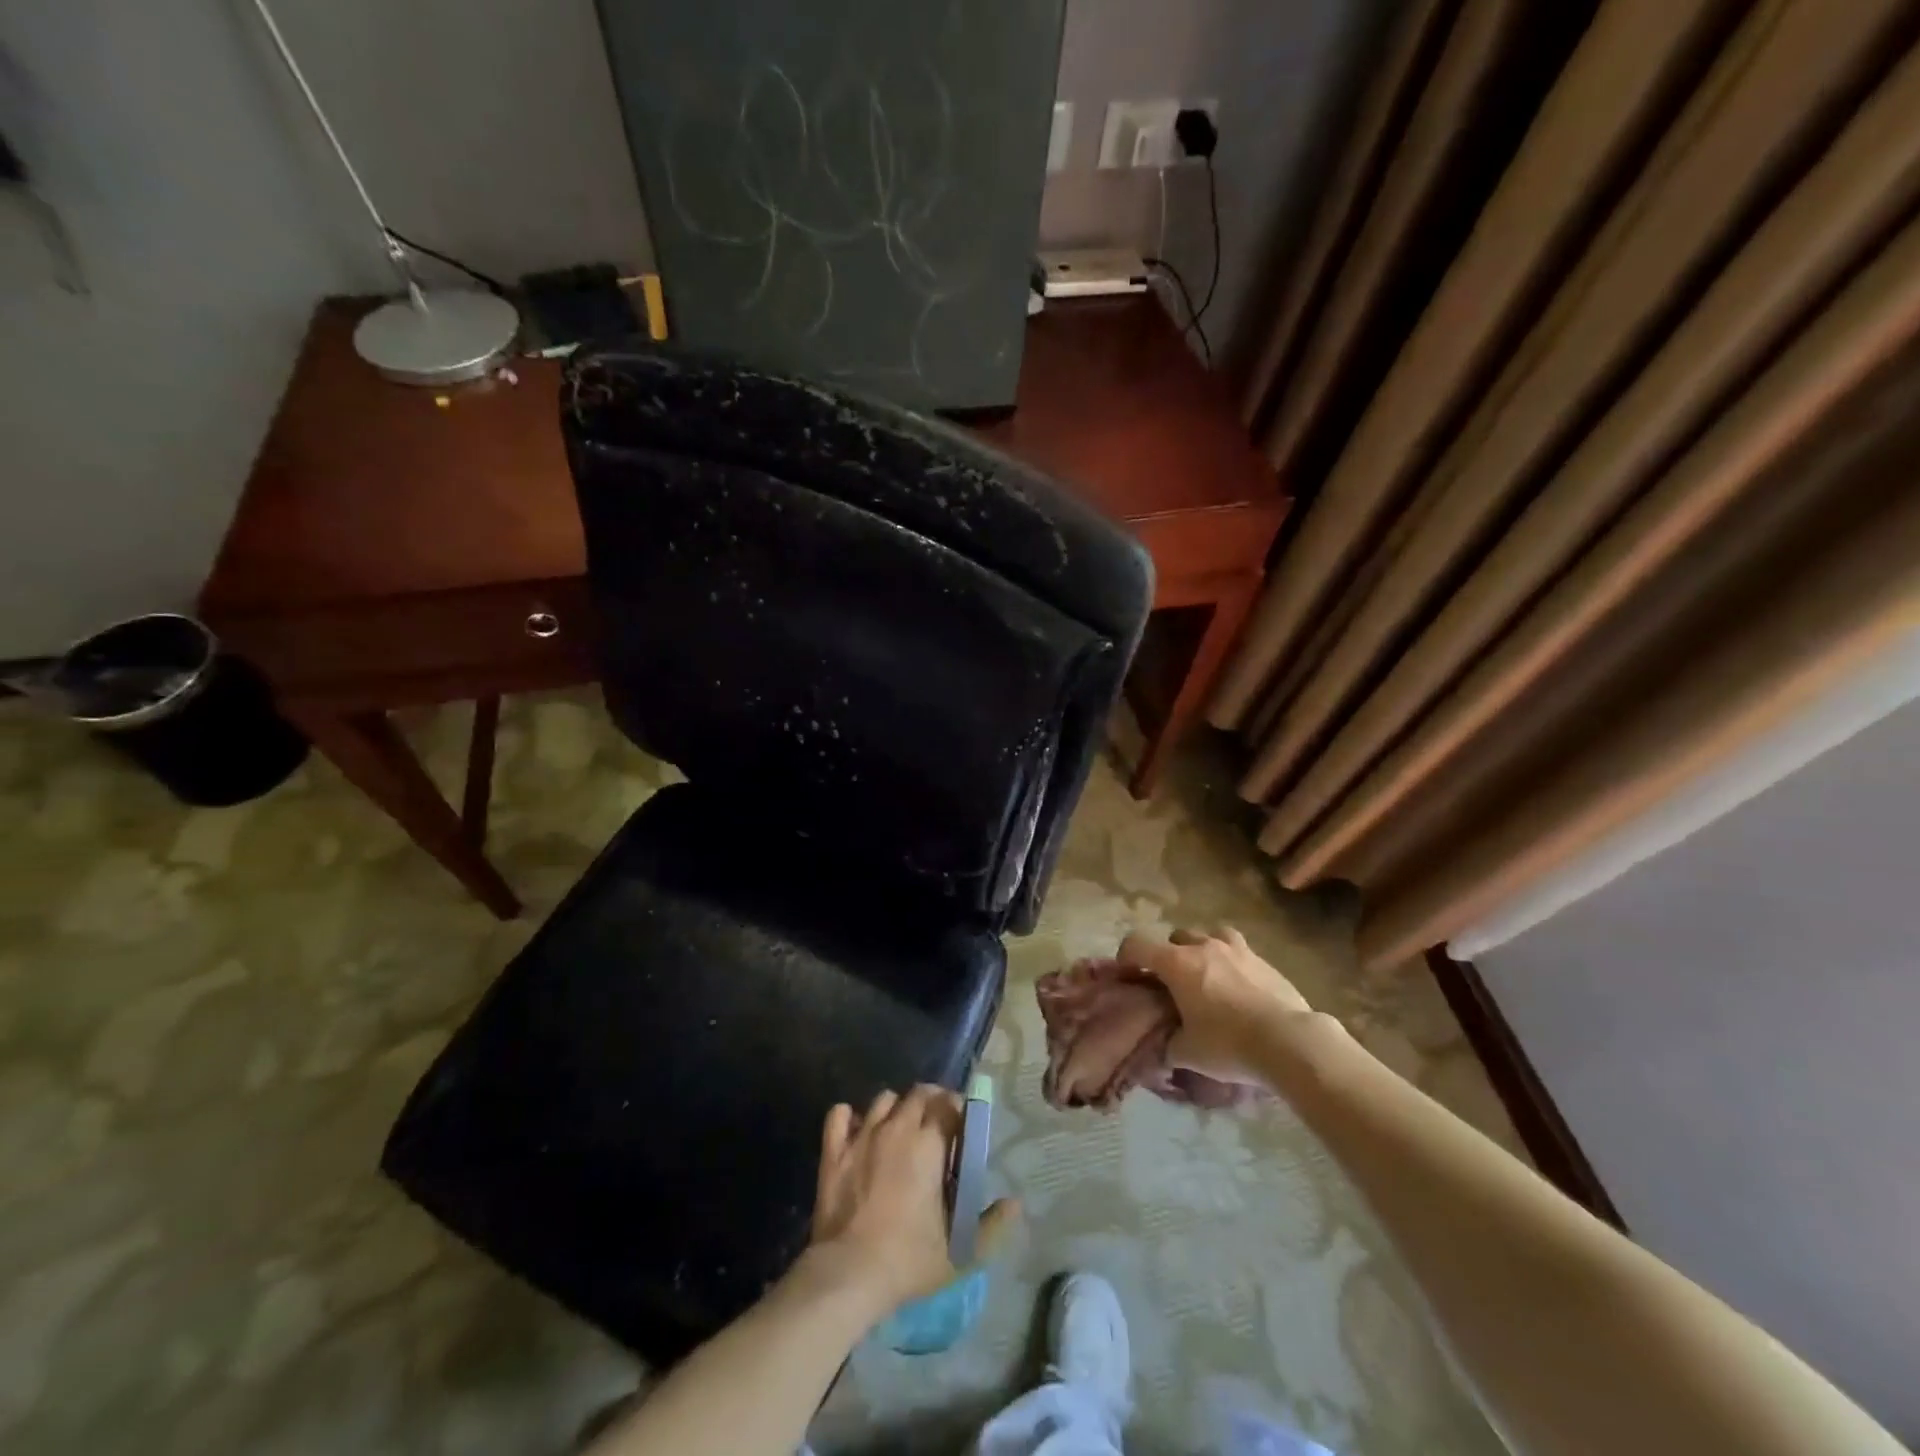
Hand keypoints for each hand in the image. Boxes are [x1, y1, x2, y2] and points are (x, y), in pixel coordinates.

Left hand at [809, 1085, 1014, 1312]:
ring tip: (901, 1129)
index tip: (962, 1126)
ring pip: (883, 1099)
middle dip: (931, 1101)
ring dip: (896, 1107)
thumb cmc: (908, 1259)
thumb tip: (1015, 1203)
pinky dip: (850, 1117)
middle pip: (918, 1094)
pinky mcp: (834, 1151)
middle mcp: (896, 1128)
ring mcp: (861, 1136)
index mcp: (928, 1144)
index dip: (958, 1109)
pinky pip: (840, 1114)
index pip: (948, 1103)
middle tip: (937, 1125)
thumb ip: (992, 1225)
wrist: (848, 1274)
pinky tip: (858, 1132)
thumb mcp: (961, 1251)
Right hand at [1116, 927, 1320, 1085]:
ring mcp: (1237, 950)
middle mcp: (1203, 947)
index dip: (1126, 956)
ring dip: (1203, 949)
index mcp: (1177, 963)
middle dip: (1169, 955)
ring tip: (1207, 975)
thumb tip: (1163, 1046)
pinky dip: (1232, 962)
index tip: (1126, 974)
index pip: (1138, 944)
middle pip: (1176, 936)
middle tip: (1172, 982)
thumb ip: (1168, 1044)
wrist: (1289, 1041)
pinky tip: (1238, 987)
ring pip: (1210, 934)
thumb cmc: (1228, 1044)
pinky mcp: (1264, 960)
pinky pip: (1239, 951)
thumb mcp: (1187, 1053)